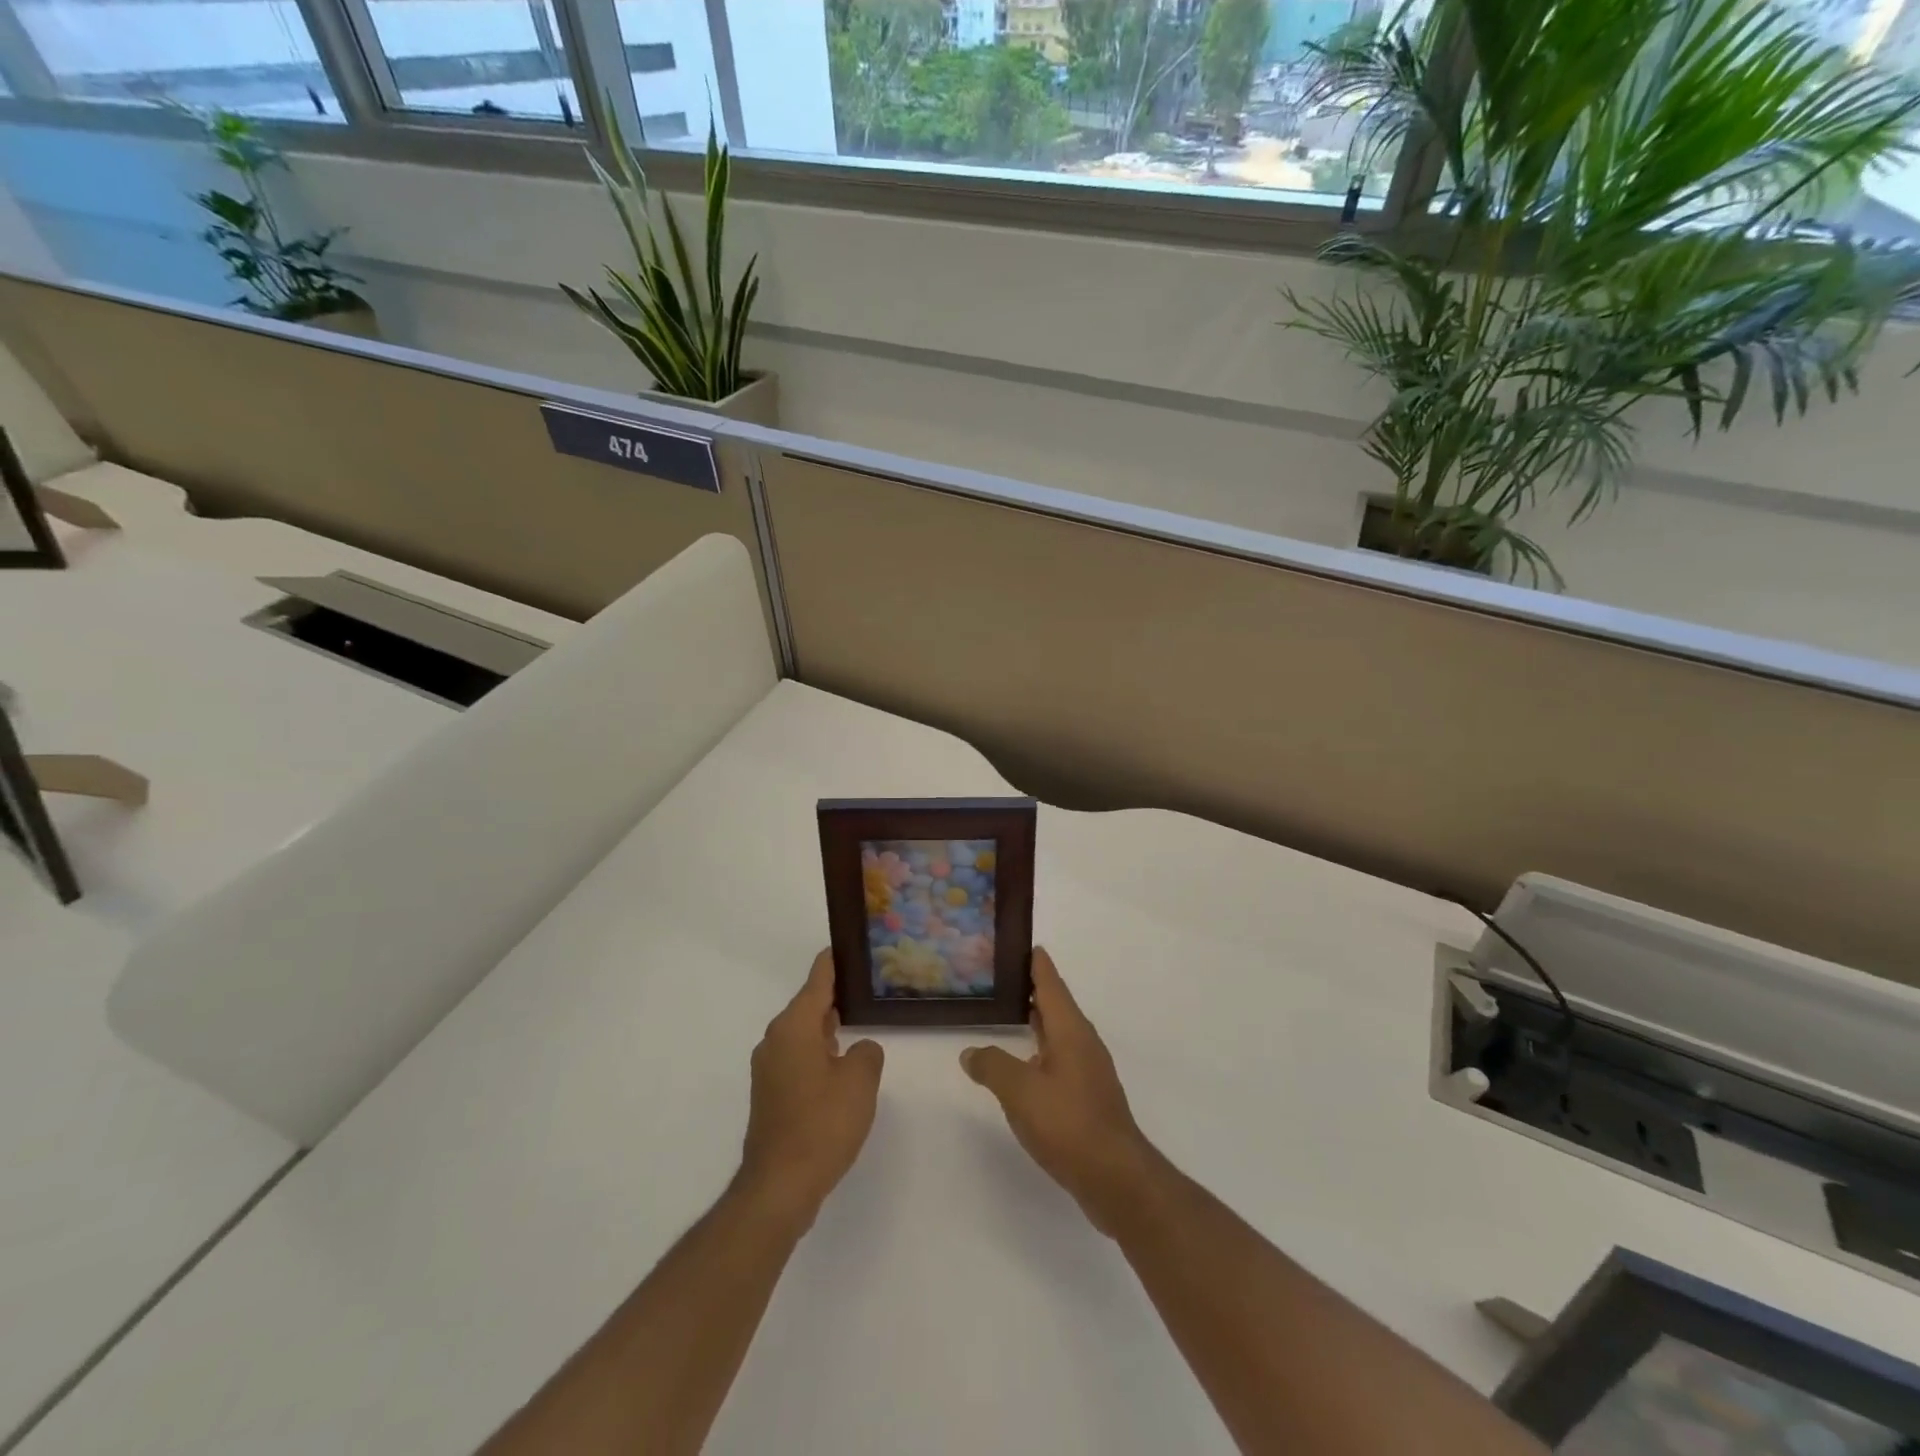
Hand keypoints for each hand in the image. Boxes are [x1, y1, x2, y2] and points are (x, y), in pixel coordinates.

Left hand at [738, 950, 883, 1227]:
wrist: (779, 1186)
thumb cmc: (822, 1124)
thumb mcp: (860, 1081)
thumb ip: (867, 1053)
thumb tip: (858, 1050)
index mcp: (794, 1026)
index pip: (818, 979)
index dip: (834, 960)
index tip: (847, 944)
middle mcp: (775, 1040)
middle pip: (808, 1004)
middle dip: (835, 996)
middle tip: (866, 987)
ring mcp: (769, 1068)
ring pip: (803, 1033)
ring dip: (827, 1028)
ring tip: (859, 1022)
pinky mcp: (770, 1093)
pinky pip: (798, 1057)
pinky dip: (818, 1052)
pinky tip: (841, 1066)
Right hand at [961, 948, 1158, 1236]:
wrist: (1115, 1178)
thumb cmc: (1068, 1123)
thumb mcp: (1019, 1091)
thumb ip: (992, 1066)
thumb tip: (970, 1052)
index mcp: (1071, 1031)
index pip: (1052, 984)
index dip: (1037, 964)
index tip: (1026, 943)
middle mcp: (1083, 1044)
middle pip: (1057, 1006)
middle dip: (1034, 989)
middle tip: (1006, 975)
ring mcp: (1089, 1072)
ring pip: (1059, 1034)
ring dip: (1038, 1021)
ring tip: (1012, 1013)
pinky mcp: (1089, 1098)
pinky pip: (1060, 1059)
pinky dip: (1041, 1050)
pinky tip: (1026, 1065)